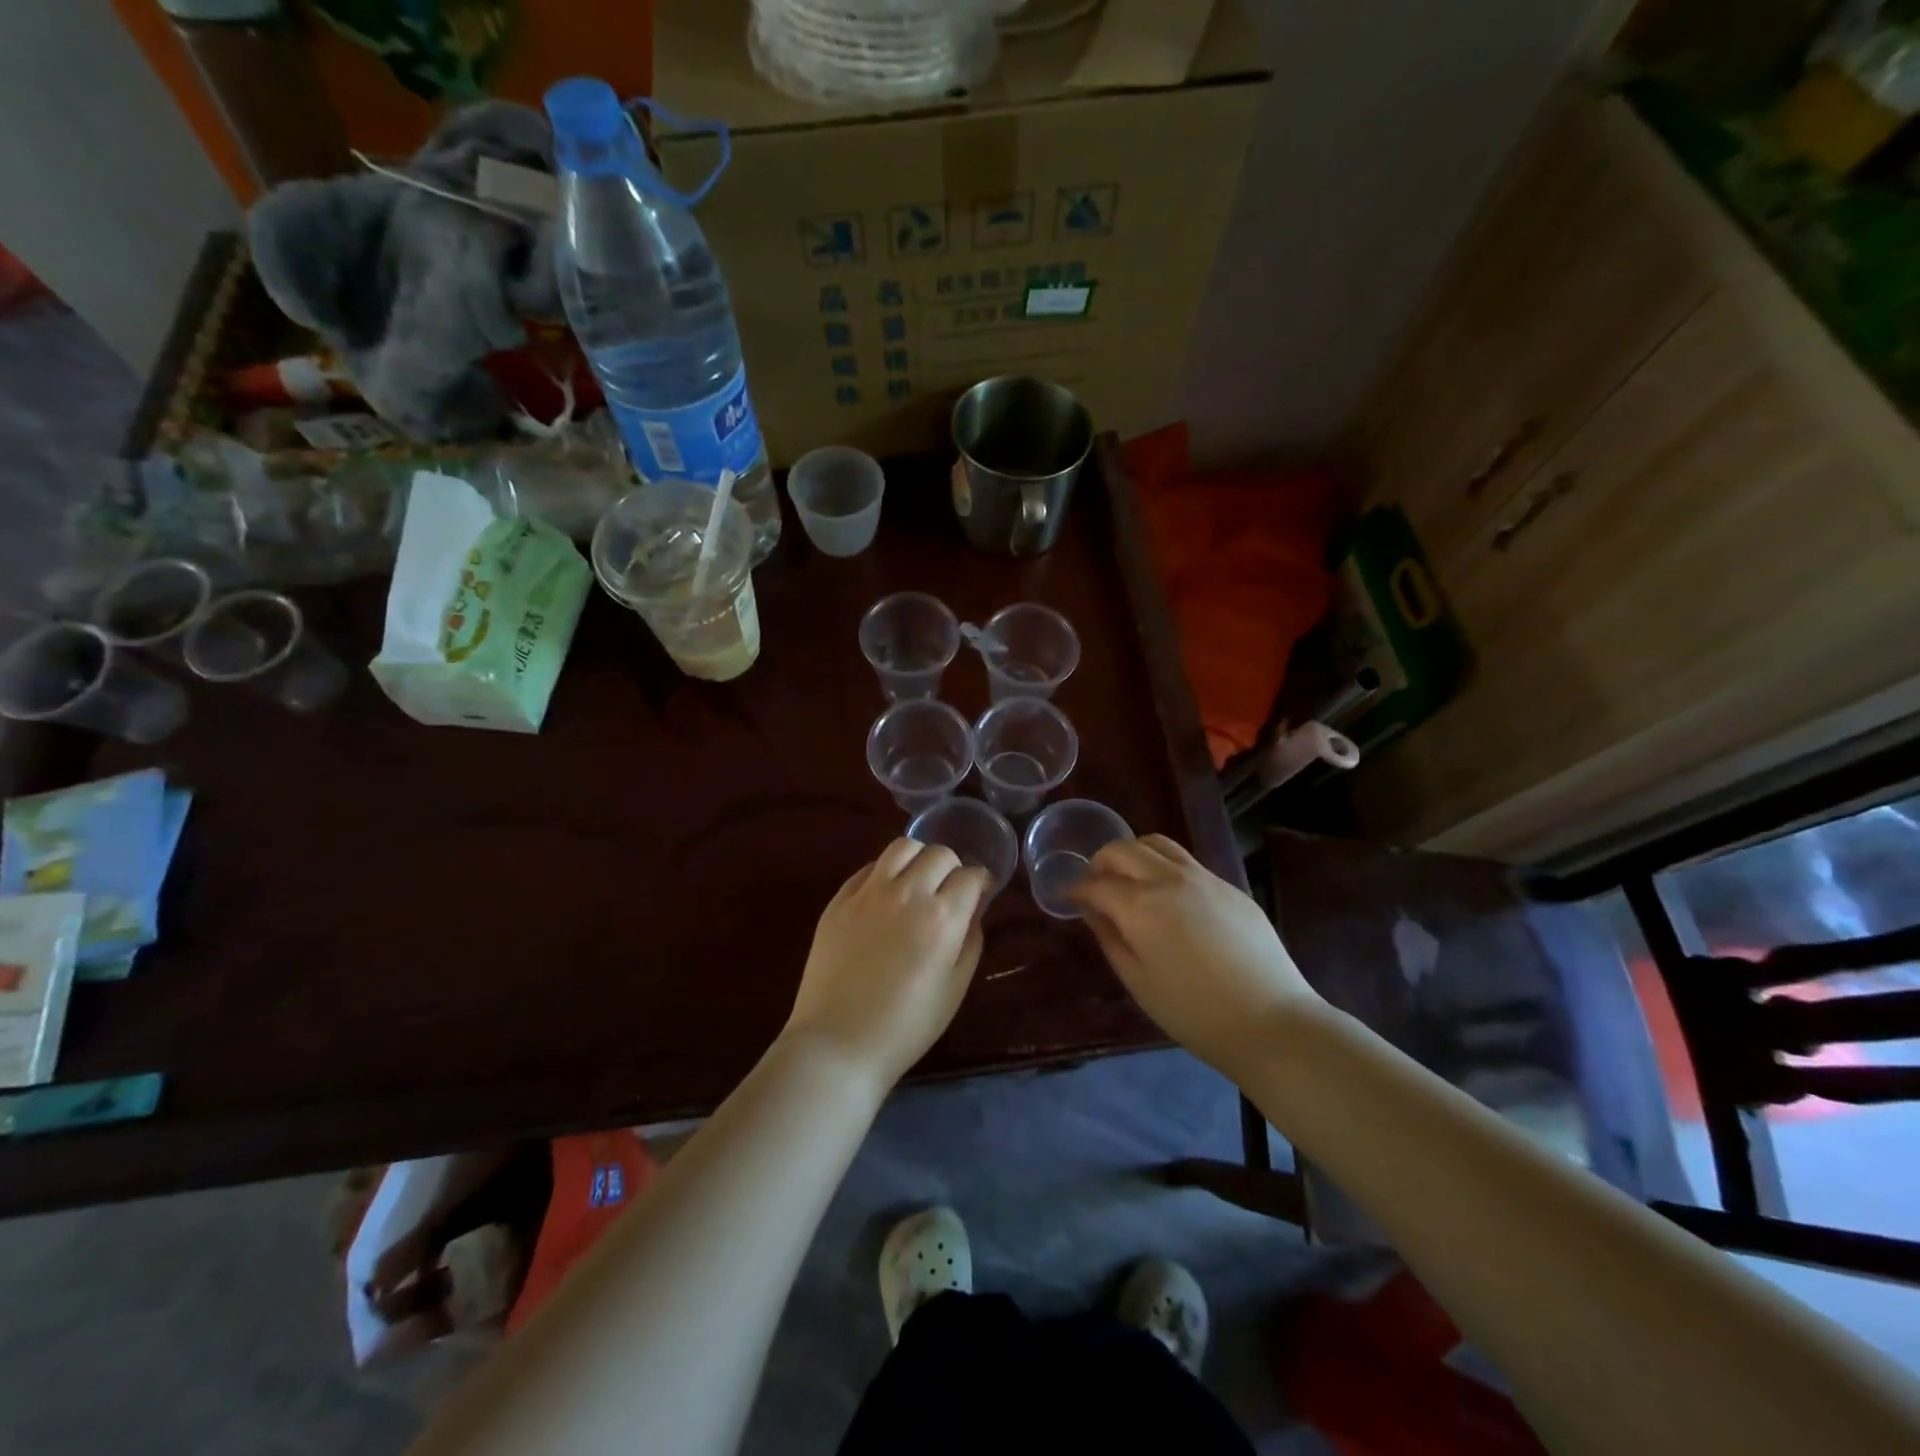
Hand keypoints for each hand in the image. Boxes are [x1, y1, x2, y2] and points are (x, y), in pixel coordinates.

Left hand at [783, 838, 989, 1086]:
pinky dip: (885, 872)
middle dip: (952, 867)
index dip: (980, 882)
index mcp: (941, 918)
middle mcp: (907, 893)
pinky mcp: (839, 899)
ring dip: (918, 858)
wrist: (838, 1043)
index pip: (971, 876)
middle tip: (948, 891)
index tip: (979, 892)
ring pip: (902, 846)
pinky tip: (885, 895)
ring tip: (917, 881)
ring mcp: (869, 892)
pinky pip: (869, 868)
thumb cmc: (906, 1026)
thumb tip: (973, 910)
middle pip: (939, 854)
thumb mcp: (954, 989)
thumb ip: (970, 941)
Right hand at [1072, 835, 1319, 1077]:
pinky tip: (1170, 897)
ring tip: (1131, 880)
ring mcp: (1204, 878)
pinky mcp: (1230, 887)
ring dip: (1134, 854)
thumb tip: (1093, 911)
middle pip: (1124, 849)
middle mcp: (1169, 879)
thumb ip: (1110, 938)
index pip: (1097, 884)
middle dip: (1102, 862)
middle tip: (1097, 885)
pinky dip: (1165, 867)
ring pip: (1157, 844)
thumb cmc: (1194, 1012)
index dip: (1077, 890)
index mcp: (1141, 906)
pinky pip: (1187, 862)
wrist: (1271, 1022)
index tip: (1069, 898)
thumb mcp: (1138, 981)